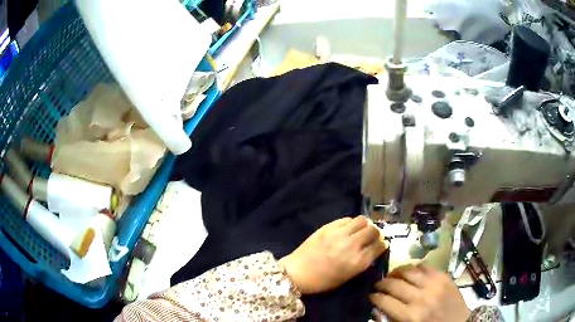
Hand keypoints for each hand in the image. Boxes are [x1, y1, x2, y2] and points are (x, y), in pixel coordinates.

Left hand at [279, 216, 386, 294]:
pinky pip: (346, 219)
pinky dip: (351, 223)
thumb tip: (373, 251)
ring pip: (362, 220)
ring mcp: (339, 234)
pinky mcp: (328, 227)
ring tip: (360, 230)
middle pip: (373, 230)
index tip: (380, 244)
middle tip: (371, 236)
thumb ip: (362, 263)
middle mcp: (352, 245)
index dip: (382, 244)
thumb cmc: (323, 281)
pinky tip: (348, 228)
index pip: (379, 246)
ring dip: (364, 225)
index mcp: (358, 262)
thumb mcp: (347, 277)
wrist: (297, 273)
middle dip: (375, 233)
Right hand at [370, 264, 469, 321]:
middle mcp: (421, 297)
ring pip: (408, 271)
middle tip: (377, 285)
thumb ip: (392, 319)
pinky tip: (410, 272)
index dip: (373, 297)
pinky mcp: (443, 276)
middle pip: (394, 284)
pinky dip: (414, 267)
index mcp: (411, 316)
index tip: (370, 295)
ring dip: (396, 272)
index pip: (384, 301)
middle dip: (381, 283)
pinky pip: (424, 266)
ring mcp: (434, 284)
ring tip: (391, 275)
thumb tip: (378, 307)